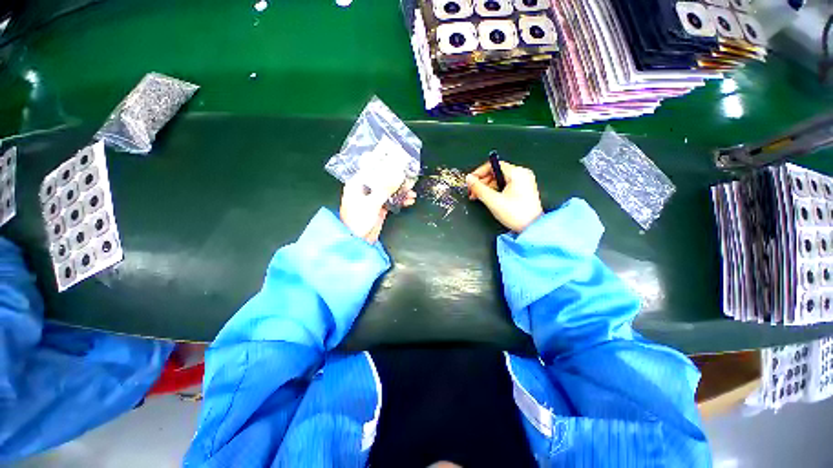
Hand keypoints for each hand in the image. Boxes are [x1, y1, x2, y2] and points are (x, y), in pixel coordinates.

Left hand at [340, 164, 415, 243]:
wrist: (357, 241)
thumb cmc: (358, 221)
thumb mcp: (372, 203)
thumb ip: (385, 188)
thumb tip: (397, 174)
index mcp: (358, 183)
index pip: (372, 167)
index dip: (384, 163)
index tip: (397, 160)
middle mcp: (366, 188)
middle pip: (383, 178)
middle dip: (397, 179)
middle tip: (409, 178)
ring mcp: (373, 198)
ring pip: (390, 189)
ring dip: (401, 191)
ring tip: (412, 193)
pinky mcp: (380, 207)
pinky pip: (392, 200)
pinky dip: (401, 200)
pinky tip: (409, 200)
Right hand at [466, 160, 542, 232]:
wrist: (532, 228)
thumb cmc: (516, 214)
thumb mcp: (493, 200)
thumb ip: (478, 188)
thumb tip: (469, 179)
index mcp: (517, 173)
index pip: (493, 165)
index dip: (479, 172)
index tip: (471, 181)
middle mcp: (522, 174)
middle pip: (496, 172)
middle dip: (482, 182)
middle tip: (472, 192)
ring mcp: (523, 182)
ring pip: (499, 179)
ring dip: (487, 187)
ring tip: (478, 197)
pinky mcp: (523, 190)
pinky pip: (505, 185)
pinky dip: (495, 190)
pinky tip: (488, 198)